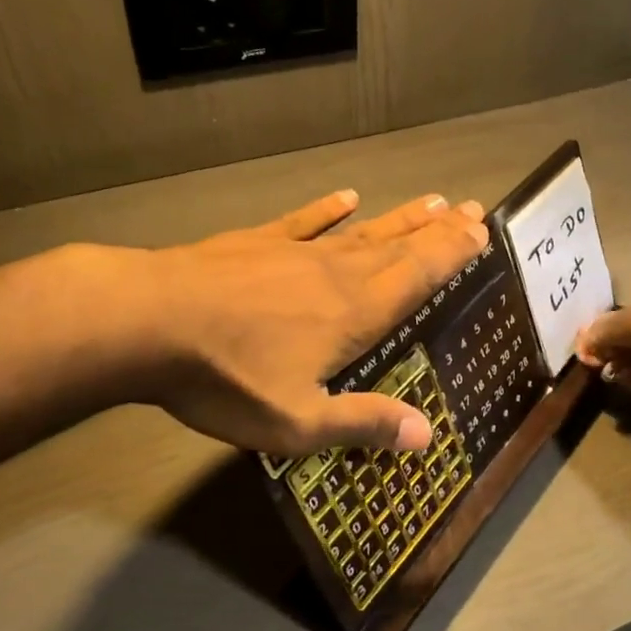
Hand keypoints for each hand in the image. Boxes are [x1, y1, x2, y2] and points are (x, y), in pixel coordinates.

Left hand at [135, 189, 488, 455]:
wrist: (150, 322)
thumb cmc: (227, 377)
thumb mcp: (296, 421)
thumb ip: (362, 423)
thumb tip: (426, 434)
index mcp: (353, 314)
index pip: (416, 278)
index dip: (451, 255)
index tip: (480, 231)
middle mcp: (335, 275)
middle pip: (398, 248)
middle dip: (437, 231)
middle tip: (470, 208)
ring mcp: (295, 253)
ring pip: (361, 231)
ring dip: (398, 217)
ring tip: (430, 201)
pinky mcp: (256, 242)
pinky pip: (304, 221)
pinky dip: (327, 210)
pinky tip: (346, 196)